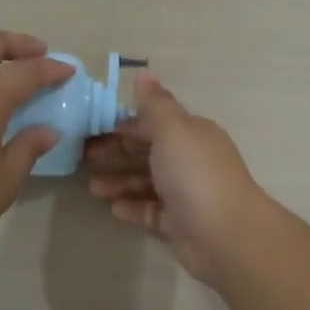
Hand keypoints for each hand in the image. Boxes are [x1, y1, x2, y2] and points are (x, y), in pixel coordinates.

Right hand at [84, 75, 272, 283]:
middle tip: (83, 158)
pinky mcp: (180, 223)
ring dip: (119, 182)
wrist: (227, 236)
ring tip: (92, 188)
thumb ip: (154, 104)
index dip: (122, 124)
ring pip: (146, 182)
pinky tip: (112, 208)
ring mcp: (186, 193)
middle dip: (116, 153)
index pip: (152, 122)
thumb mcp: (172, 129)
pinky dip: (133, 207)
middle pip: (147, 151)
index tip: (91, 128)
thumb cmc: (194, 173)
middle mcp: (189, 159)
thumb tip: (144, 74)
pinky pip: (151, 211)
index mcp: (190, 133)